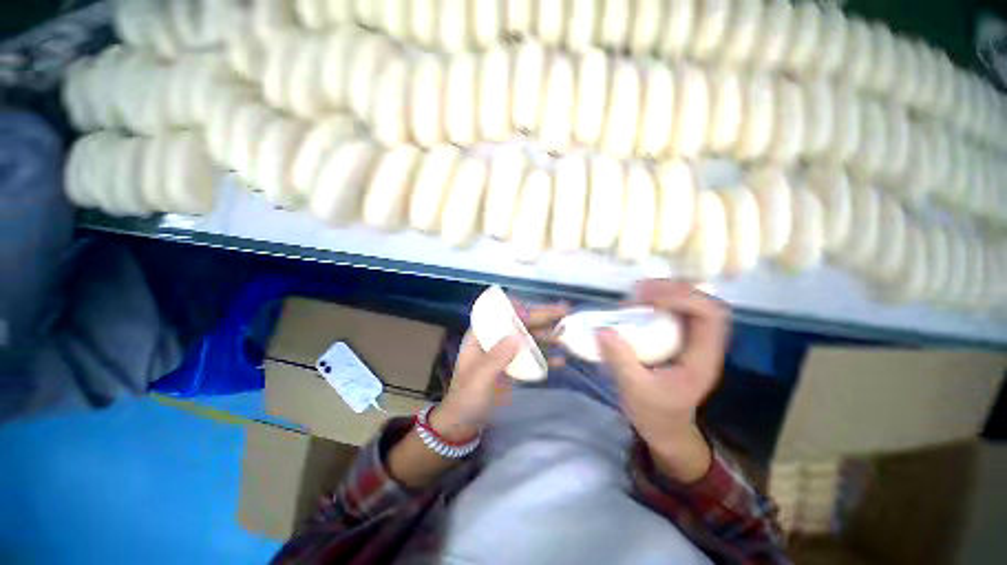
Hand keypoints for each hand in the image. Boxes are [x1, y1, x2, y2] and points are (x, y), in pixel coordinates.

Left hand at [433, 299, 569, 440]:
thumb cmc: (466, 397)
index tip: (538, 311)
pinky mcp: (514, 364)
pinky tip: (561, 359)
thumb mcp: (479, 379)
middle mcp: (495, 338)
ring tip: (566, 332)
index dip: (520, 308)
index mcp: (481, 334)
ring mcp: (506, 351)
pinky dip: (546, 356)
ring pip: (529, 336)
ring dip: (547, 333)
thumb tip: (517, 337)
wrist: (465, 421)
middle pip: (520, 322)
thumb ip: (496, 359)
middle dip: (541, 316)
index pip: (500, 313)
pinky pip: (532, 356)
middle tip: (564, 310)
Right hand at [596, 280, 729, 480]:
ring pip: (691, 302)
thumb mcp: (635, 390)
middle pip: (703, 302)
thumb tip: (602, 329)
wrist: (665, 428)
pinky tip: (639, 302)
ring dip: (666, 291)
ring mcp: (691, 340)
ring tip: (637, 292)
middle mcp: (702, 345)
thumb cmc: (655, 413)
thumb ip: (620, 361)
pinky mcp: (678, 339)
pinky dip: (659, 300)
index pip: (710, 316)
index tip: (646, 299)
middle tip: (639, 290)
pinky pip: (675, 309)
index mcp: (702, 359)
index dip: (682, 298)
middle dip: (673, 289)